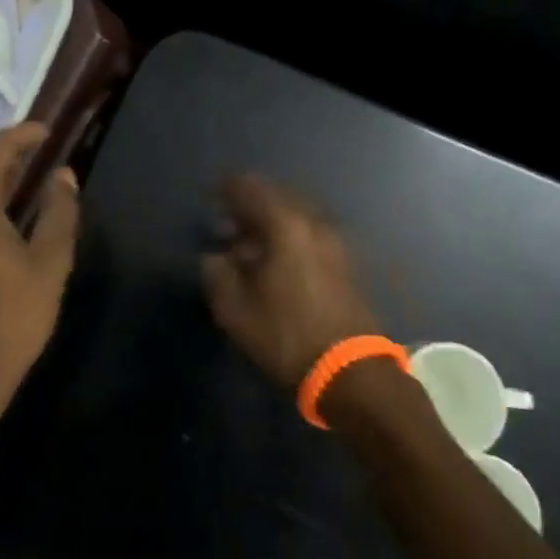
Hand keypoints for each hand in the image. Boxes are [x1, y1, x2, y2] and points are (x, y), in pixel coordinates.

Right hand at [200, 174, 382, 391]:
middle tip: (226, 226)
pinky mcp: (345, 261)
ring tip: (249, 246)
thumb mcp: (235, 309)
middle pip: (276, 196)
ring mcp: (335, 241)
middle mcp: (314, 222)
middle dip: (248, 205)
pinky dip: (288, 236)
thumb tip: (216, 256)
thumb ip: (217, 272)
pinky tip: (275, 261)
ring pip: (295, 214)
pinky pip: (309, 232)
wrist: (350, 371)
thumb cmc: (286, 335)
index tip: (209, 199)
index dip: (225, 189)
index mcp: (285, 224)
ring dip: (270, 222)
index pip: (249, 187)